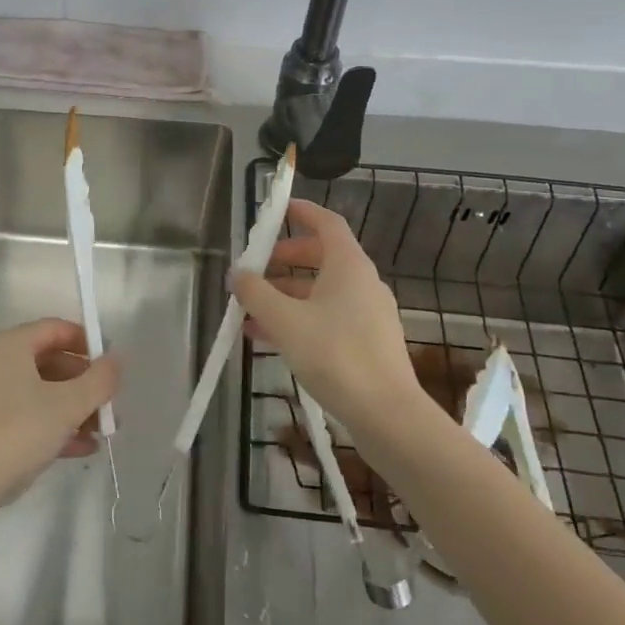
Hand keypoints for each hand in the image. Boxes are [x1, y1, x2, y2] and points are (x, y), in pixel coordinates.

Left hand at [0, 318, 120, 525]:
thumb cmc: (15, 435)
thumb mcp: (67, 406)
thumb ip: (99, 380)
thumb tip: (117, 360)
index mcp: (7, 345)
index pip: (55, 329)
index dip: (88, 342)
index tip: (112, 365)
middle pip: (47, 361)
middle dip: (83, 382)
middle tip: (109, 404)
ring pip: (36, 391)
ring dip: (71, 408)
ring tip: (102, 432)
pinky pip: (22, 415)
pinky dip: (50, 425)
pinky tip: (80, 448)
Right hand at [233, 200, 426, 440]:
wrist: (387, 414)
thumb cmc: (335, 355)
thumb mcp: (285, 321)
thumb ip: (256, 293)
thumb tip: (237, 273)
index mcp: (348, 265)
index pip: (326, 223)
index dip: (302, 212)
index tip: (277, 209)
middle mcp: (362, 282)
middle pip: (321, 257)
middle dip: (284, 259)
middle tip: (254, 268)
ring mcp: (368, 313)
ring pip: (321, 292)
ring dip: (285, 295)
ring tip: (249, 310)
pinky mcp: (367, 342)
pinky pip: (328, 317)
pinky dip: (299, 319)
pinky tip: (268, 339)